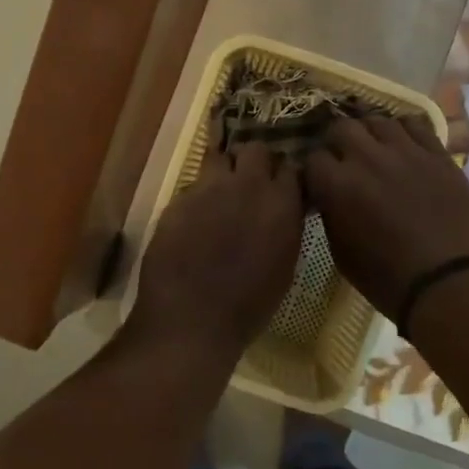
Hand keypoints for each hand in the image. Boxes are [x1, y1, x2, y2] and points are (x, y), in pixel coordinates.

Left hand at [133, 143, 306, 356]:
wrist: (192, 318)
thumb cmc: (248, 305)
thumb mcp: (283, 265)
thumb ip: (285, 226)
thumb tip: (282, 210)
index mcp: (281, 204)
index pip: (290, 167)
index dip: (283, 175)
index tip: (280, 185)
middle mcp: (248, 186)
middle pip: (255, 150)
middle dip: (254, 161)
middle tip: (249, 182)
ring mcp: (209, 188)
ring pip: (219, 157)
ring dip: (223, 169)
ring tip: (219, 192)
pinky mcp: (179, 198)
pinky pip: (193, 184)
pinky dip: (198, 195)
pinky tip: (194, 217)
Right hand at [304, 115, 468, 318]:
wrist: (450, 283)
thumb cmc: (388, 279)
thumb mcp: (341, 252)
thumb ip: (331, 214)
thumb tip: (329, 196)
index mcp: (337, 185)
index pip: (312, 158)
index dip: (314, 170)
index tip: (319, 181)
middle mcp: (366, 158)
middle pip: (341, 127)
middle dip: (337, 142)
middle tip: (344, 159)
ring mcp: (405, 151)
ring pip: (377, 120)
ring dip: (369, 134)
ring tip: (374, 149)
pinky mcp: (437, 153)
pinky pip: (415, 124)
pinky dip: (403, 131)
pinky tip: (403, 146)